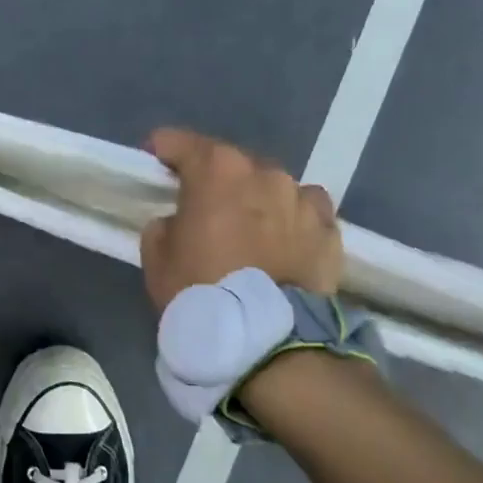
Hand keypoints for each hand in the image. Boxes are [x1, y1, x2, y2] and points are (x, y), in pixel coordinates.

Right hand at [140, 128, 341, 309]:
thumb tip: (181, 221)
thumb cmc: (201, 289)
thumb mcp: (157, 255)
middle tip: (201, 207)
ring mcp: (302, 198)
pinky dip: (291, 220)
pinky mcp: (329, 229)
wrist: (269, 340)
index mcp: (216, 169)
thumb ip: (165, 223)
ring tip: (247, 230)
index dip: (162, 152)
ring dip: (255, 199)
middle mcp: (263, 172)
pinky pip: (304, 212)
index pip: (179, 142)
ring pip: (271, 186)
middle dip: (213, 179)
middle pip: (229, 163)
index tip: (154, 166)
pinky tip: (283, 243)